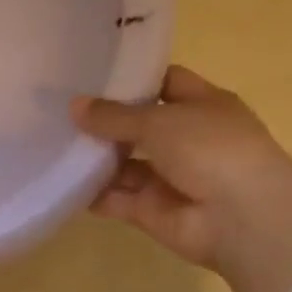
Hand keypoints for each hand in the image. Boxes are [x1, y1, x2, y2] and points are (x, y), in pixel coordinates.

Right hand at [71, 66, 291, 291]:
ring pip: (122, 164)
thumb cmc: (211, 150)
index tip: (90, 73)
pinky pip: (113, 198)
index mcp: (202, 106)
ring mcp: (167, 177)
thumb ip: (114, 115)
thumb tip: (74, 105)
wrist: (242, 218)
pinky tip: (58, 181)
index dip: (132, 78)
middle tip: (57, 111)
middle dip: (102, 121)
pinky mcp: (149, 209)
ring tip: (49, 145)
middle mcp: (185, 139)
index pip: (164, 83)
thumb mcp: (160, 121)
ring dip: (92, 158)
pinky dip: (90, 193)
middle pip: (137, 126)